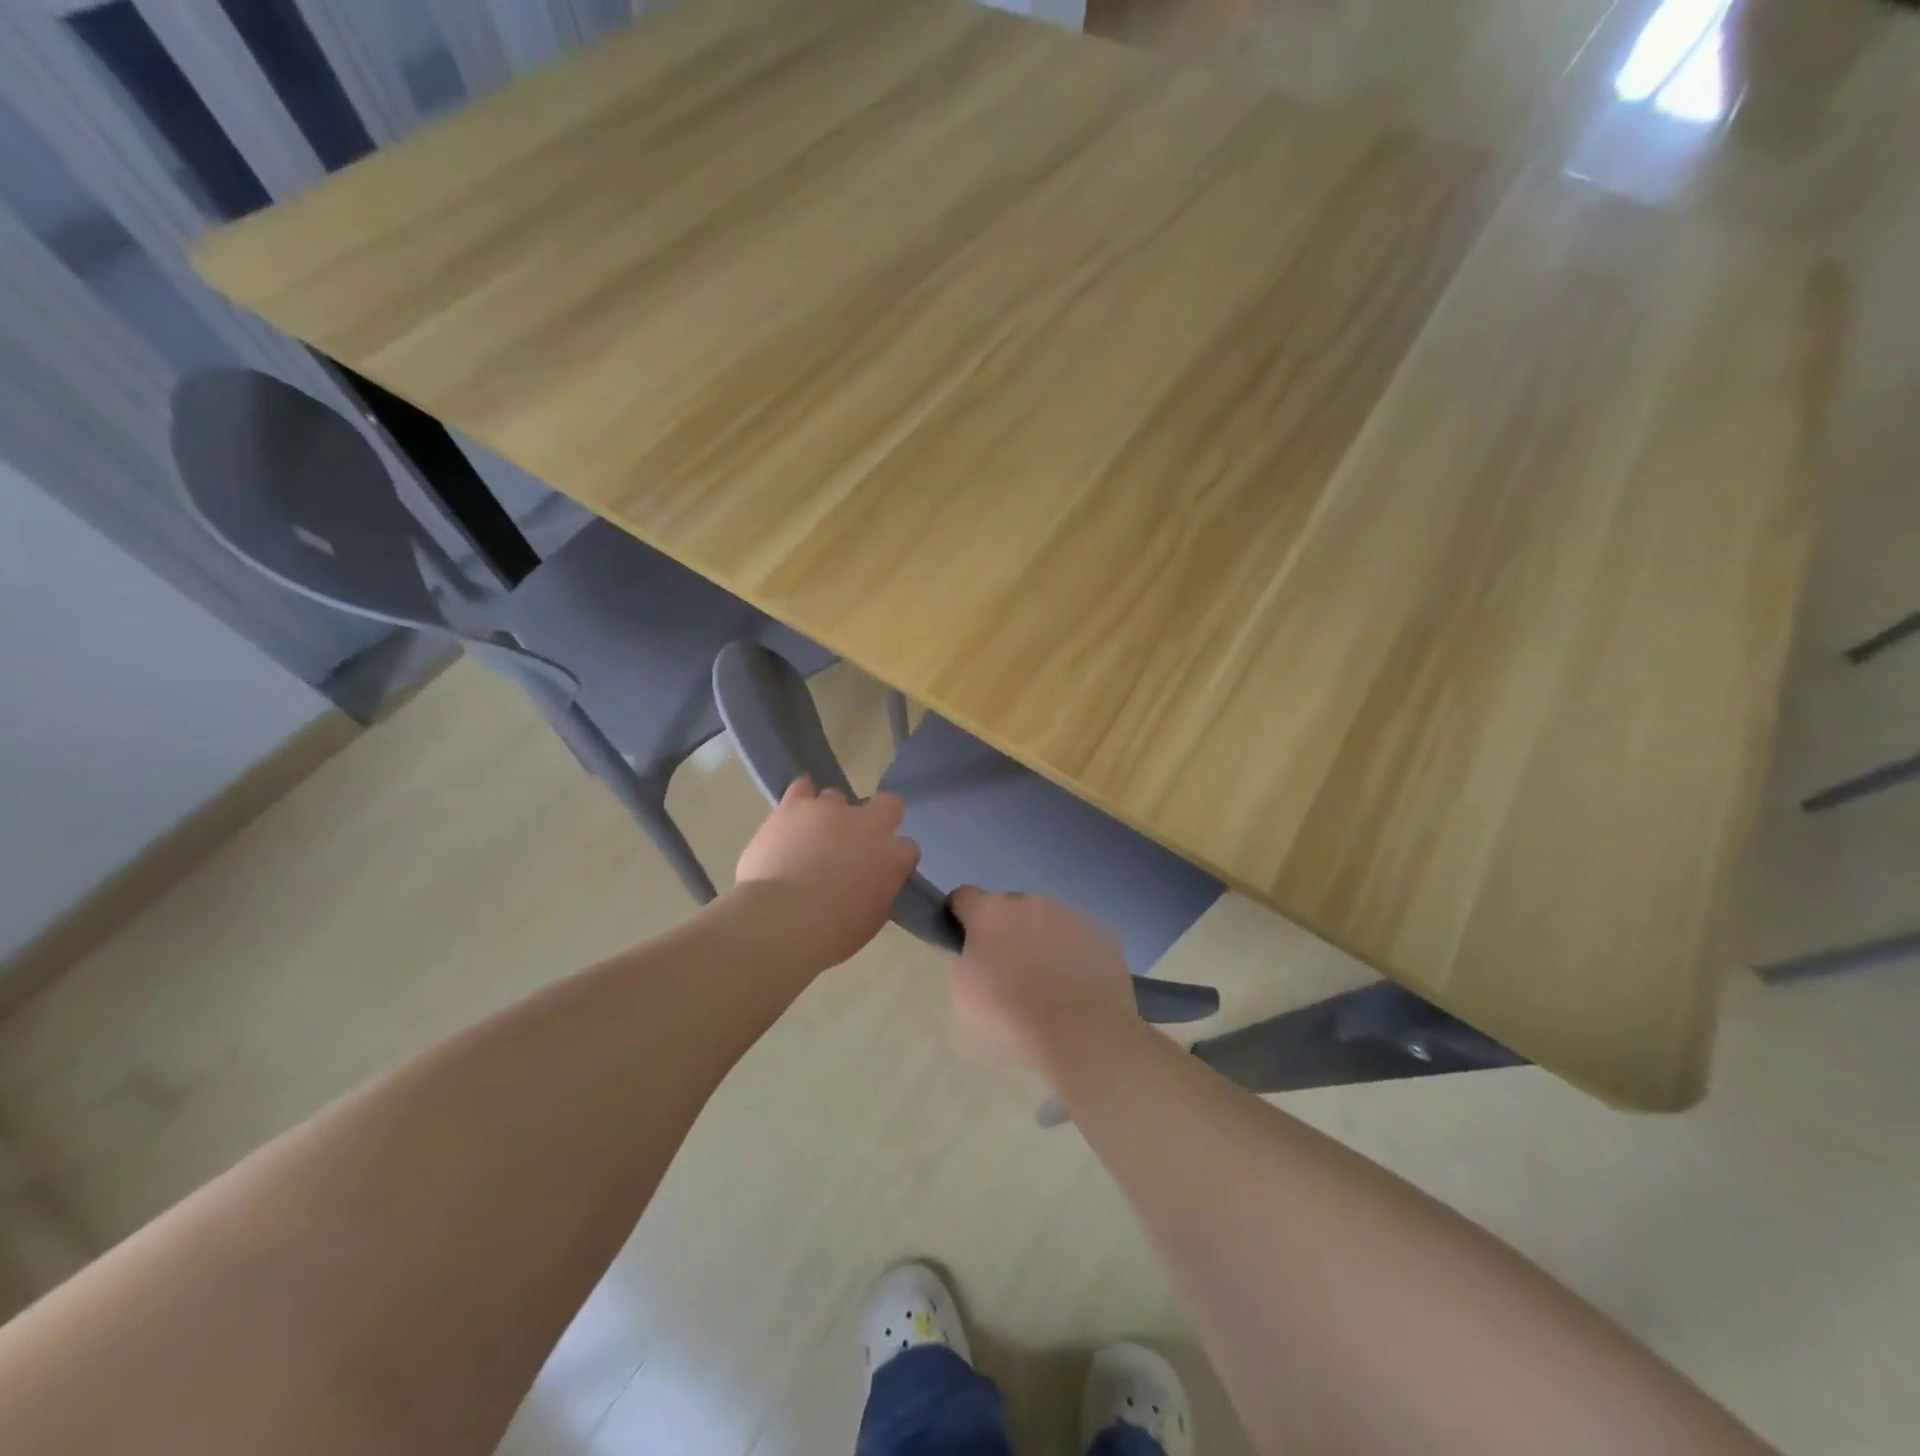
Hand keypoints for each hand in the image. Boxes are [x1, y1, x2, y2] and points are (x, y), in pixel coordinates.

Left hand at [733, 779, 918, 968]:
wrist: (782, 920)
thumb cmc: (831, 933)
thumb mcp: (871, 920)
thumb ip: (879, 891)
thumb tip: (872, 883)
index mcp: (893, 857)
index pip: (908, 847)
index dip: (894, 857)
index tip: (880, 870)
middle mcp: (869, 824)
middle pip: (888, 805)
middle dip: (877, 818)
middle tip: (855, 842)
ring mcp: (832, 810)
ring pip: (838, 798)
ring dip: (830, 815)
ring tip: (811, 836)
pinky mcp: (796, 805)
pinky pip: (802, 788)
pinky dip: (801, 797)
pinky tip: (795, 811)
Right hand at [947, 887, 1137, 1072]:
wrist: (1081, 1032)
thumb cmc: (1011, 1015)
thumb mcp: (964, 994)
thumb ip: (968, 962)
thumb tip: (979, 954)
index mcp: (990, 913)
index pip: (964, 896)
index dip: (960, 914)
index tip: (963, 937)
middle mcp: (1030, 902)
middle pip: (1010, 907)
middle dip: (1006, 930)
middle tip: (1009, 969)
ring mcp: (1070, 915)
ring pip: (1048, 921)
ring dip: (1042, 940)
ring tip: (1049, 983)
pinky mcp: (1102, 933)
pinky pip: (1079, 938)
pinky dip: (1074, 954)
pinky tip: (1077, 987)